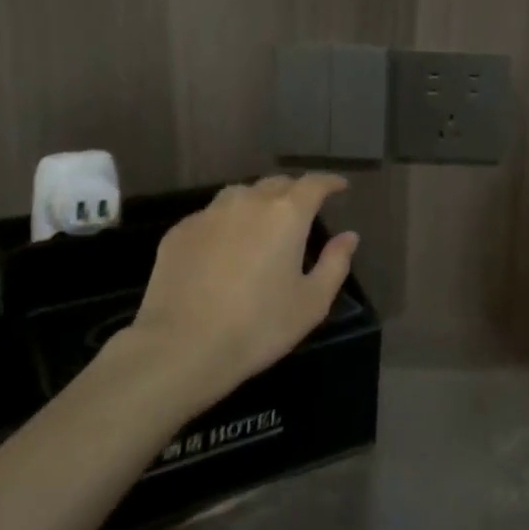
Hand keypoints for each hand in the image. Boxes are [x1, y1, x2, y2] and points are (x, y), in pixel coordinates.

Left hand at [123, 174, 358, 406]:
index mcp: (286, 214)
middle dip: (294, 191)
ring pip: (241, 194)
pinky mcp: (179, 232)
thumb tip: (349, 236)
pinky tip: (224, 248)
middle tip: (303, 209)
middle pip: (276, 184)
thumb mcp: (312, 303)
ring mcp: (209, 214)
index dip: (329, 182)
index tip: (340, 186)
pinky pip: (211, 216)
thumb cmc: (258, 326)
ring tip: (262, 223)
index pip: (314, 184)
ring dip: (258, 202)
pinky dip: (226, 223)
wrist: (181, 347)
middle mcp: (248, 202)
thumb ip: (335, 264)